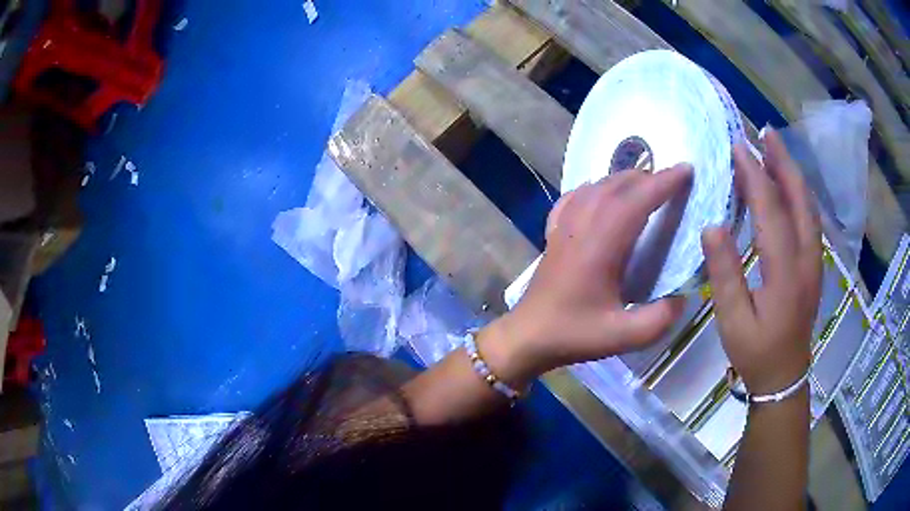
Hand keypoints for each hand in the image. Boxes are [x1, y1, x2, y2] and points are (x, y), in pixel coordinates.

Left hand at [479, 164, 691, 385]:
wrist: (527, 336)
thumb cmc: (574, 334)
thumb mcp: (623, 337)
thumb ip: (660, 319)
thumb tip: (683, 297)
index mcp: (602, 245)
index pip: (637, 199)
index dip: (664, 182)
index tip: (686, 170)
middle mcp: (582, 225)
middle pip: (617, 185)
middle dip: (649, 177)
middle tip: (673, 181)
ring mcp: (564, 226)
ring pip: (596, 186)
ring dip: (624, 180)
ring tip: (646, 185)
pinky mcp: (554, 232)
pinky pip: (576, 197)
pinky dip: (596, 188)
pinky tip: (602, 195)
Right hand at [702, 131, 821, 394]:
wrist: (785, 375)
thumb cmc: (756, 352)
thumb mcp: (733, 321)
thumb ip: (725, 274)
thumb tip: (712, 226)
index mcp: (785, 272)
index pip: (771, 211)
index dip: (755, 176)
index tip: (738, 148)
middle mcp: (806, 259)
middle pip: (799, 199)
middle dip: (782, 162)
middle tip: (764, 133)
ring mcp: (815, 261)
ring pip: (808, 206)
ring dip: (792, 174)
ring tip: (776, 149)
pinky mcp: (815, 264)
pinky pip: (810, 219)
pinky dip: (799, 194)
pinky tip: (789, 185)